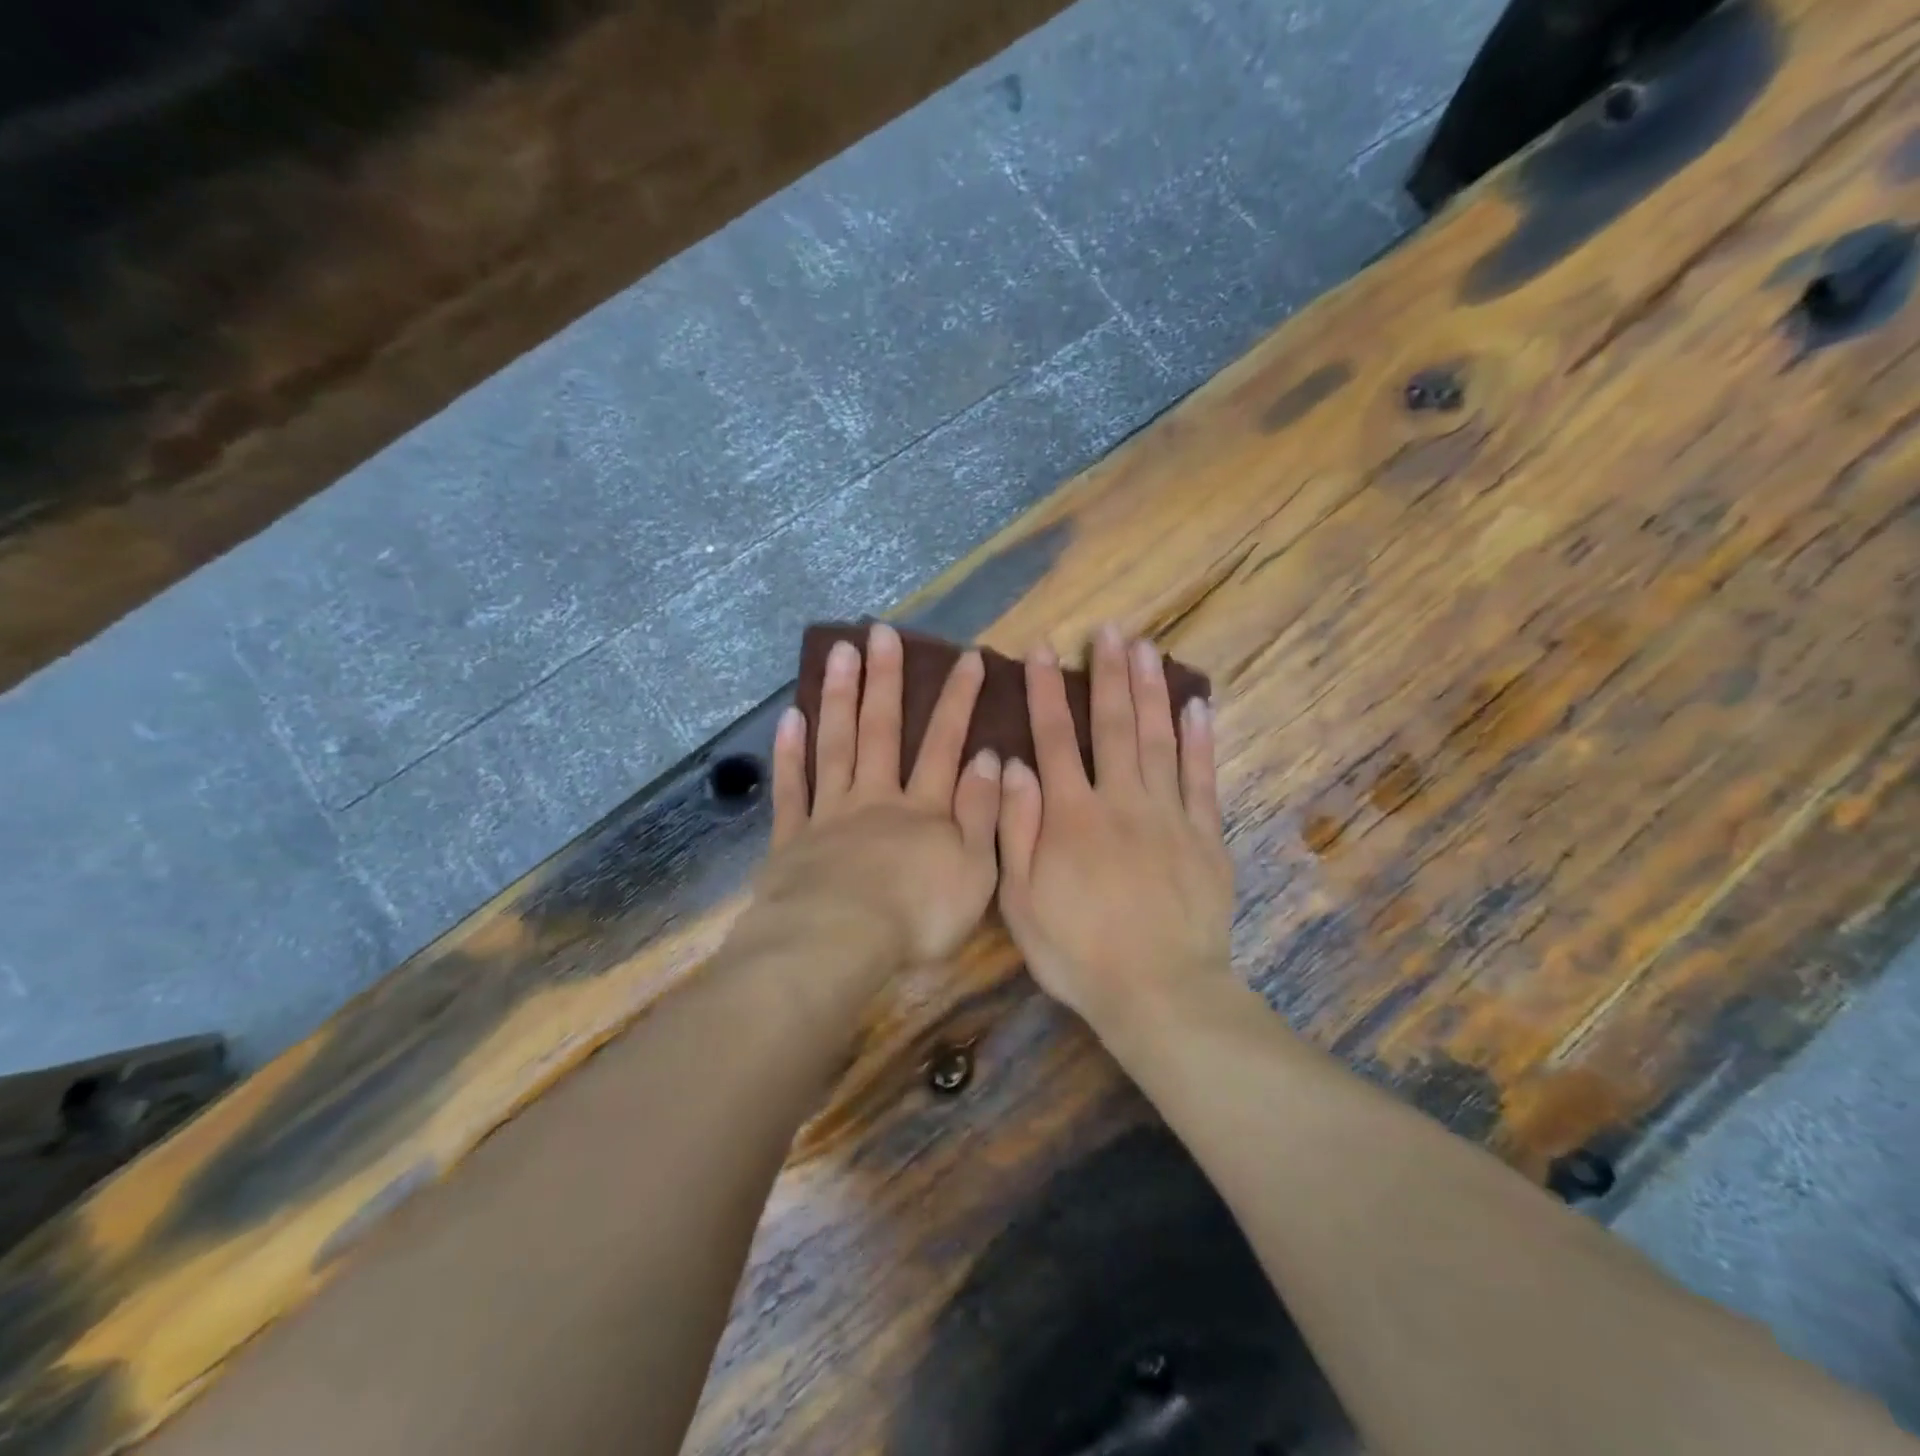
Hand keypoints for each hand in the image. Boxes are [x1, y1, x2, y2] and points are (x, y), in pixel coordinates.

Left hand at [744, 622, 1002, 969]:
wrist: (839, 944)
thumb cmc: (917, 916)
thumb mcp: (975, 872)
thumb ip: (983, 813)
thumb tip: (990, 759)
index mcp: (924, 810)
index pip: (944, 744)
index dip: (958, 700)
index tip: (968, 657)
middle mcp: (876, 799)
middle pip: (881, 731)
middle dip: (886, 680)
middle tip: (882, 632)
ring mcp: (831, 815)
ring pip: (836, 746)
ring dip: (839, 698)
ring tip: (839, 653)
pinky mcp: (793, 839)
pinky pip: (793, 789)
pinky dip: (790, 753)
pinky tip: (790, 717)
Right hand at [996, 626, 1233, 1029]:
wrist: (1158, 992)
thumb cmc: (1077, 951)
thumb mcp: (1020, 900)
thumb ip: (1014, 829)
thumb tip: (1011, 764)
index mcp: (1071, 815)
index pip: (1054, 738)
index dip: (1045, 691)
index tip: (1042, 650)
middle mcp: (1120, 800)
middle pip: (1114, 724)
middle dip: (1109, 673)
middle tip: (1110, 630)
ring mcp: (1169, 815)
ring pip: (1159, 738)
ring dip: (1152, 690)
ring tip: (1148, 648)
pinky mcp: (1205, 835)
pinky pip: (1203, 777)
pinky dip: (1201, 738)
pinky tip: (1197, 705)